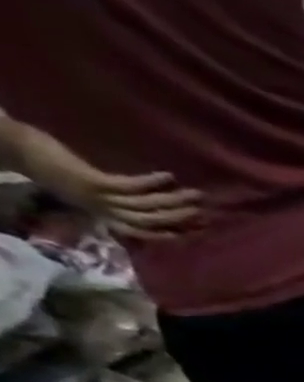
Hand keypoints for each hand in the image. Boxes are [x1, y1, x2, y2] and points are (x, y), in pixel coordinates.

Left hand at [38, 164, 198, 239]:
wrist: (13, 148)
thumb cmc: (45, 164)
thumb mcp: (77, 186)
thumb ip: (103, 196)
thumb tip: (138, 201)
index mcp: (99, 213)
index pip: (141, 230)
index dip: (169, 233)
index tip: (195, 231)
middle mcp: (101, 210)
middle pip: (149, 219)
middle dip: (179, 217)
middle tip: (205, 211)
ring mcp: (97, 196)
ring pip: (144, 206)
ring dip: (173, 201)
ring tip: (194, 194)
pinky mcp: (92, 181)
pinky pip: (129, 186)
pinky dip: (150, 182)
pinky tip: (167, 176)